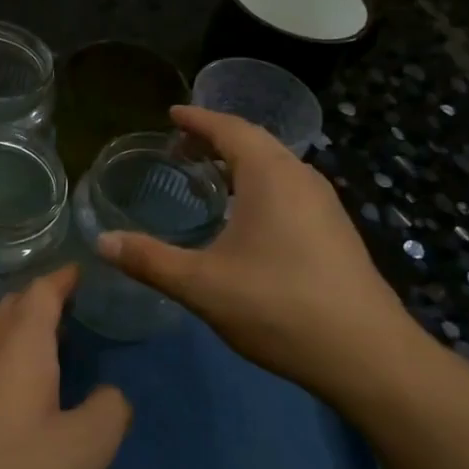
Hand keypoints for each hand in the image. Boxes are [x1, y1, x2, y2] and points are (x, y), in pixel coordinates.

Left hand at [0, 267, 131, 468]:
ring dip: (18, 333)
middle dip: (40, 301)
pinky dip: (0, 361)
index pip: (41, 292)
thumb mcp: (82, 453)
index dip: (63, 278)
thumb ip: (109, 413)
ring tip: (47, 351)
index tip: (80, 271)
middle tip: (71, 311)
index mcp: (20, 346)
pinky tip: (9, 398)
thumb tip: (110, 394)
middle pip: (11, 308)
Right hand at [97, 106, 419, 401]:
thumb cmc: (278, 307)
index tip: (171, 114)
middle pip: (255, 142)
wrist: (366, 355)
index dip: (197, 119)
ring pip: (276, 166)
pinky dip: (259, 185)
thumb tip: (101, 242)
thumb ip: (149, 260)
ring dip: (240, 162)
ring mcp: (325, 205)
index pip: (230, 129)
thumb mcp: (202, 285)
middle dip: (216, 138)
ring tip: (208, 176)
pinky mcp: (335, 231)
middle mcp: (302, 178)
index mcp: (271, 175)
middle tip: (180, 146)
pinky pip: (289, 189)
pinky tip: (246, 217)